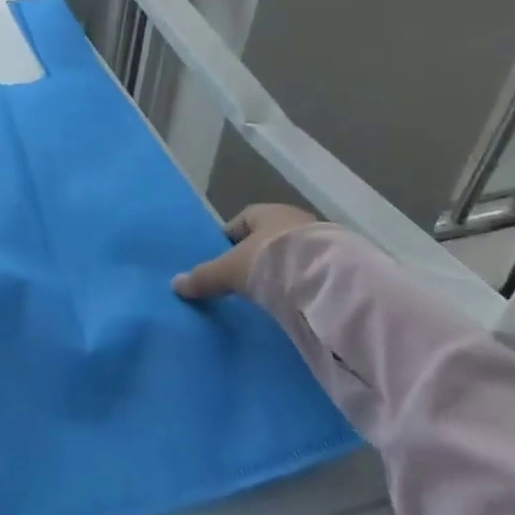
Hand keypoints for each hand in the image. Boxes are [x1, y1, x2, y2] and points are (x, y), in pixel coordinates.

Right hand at [173, 204, 321, 299]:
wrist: (328, 277)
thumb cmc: (271, 260)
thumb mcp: (230, 270)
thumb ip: (204, 277)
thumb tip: (174, 284)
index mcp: (266, 212)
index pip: (241, 222)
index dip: (229, 241)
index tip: (221, 263)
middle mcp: (294, 219)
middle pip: (267, 239)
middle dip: (255, 258)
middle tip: (243, 281)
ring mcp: (320, 241)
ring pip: (290, 256)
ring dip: (280, 272)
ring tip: (268, 296)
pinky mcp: (339, 264)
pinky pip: (310, 272)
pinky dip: (300, 284)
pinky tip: (293, 302)